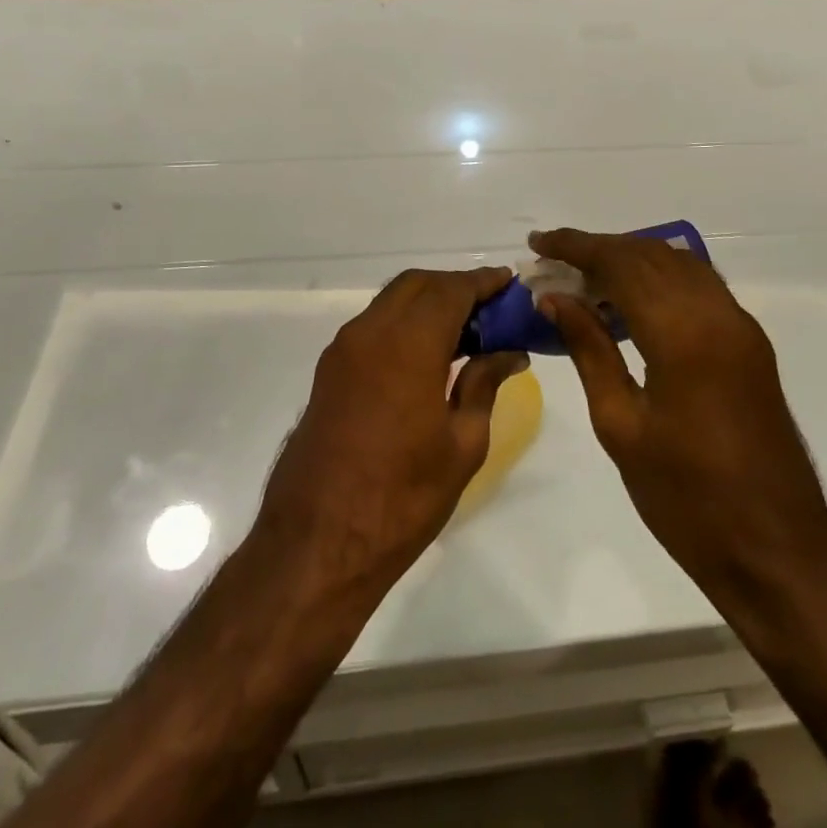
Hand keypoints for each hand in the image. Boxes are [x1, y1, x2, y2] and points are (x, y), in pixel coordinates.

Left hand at [257, 268, 527, 588]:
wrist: (316, 545)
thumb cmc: (402, 498)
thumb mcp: (462, 445)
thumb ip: (484, 384)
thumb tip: (509, 353)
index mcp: (407, 345)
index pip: (451, 290)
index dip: (483, 281)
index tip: (510, 282)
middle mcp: (369, 333)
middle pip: (416, 284)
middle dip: (455, 286)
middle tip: (490, 308)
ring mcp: (343, 351)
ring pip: (391, 302)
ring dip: (428, 303)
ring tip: (466, 331)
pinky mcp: (329, 372)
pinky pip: (374, 327)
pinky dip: (404, 323)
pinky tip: (429, 354)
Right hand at [529, 229, 826, 601]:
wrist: (776, 551)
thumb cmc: (687, 499)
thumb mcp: (621, 425)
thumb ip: (589, 350)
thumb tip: (555, 299)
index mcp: (683, 334)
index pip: (621, 264)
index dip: (577, 247)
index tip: (539, 242)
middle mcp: (717, 314)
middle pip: (651, 255)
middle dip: (600, 249)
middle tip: (555, 263)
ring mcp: (740, 327)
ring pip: (679, 265)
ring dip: (631, 260)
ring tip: (585, 278)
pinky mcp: (750, 344)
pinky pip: (700, 288)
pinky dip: (661, 279)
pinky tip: (630, 302)